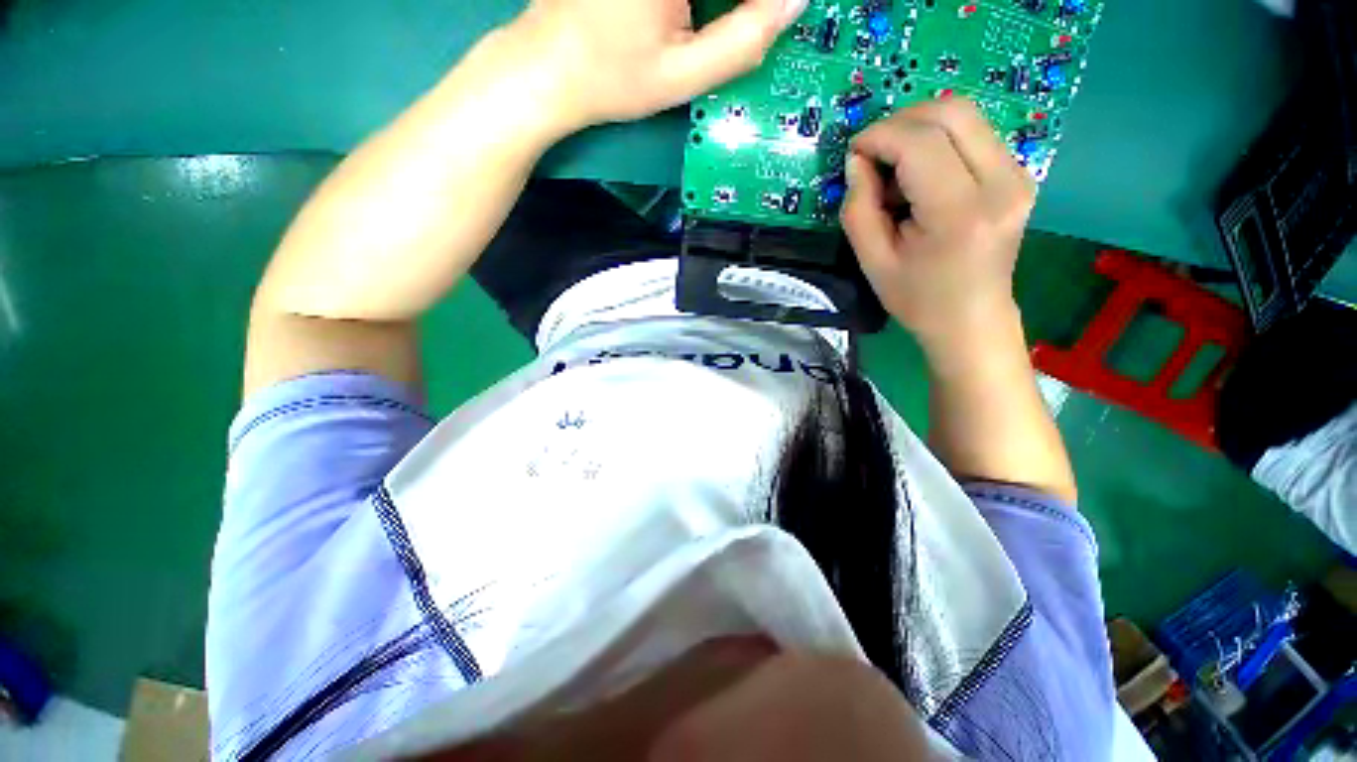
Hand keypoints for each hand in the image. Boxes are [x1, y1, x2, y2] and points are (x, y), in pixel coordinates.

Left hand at [507, 0, 806, 129]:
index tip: (775, 18)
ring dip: (725, 4)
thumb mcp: (682, 76)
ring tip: (730, 21)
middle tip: (755, 23)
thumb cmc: (611, 79)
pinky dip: (703, 1)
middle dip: (742, 4)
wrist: (546, 68)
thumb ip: (743, 42)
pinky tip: (694, 16)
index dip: (764, 3)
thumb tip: (795, 2)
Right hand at [841, 98, 1035, 354]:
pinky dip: (937, 141)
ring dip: (918, 130)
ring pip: (965, 115)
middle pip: (951, 112)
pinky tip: (919, 175)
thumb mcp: (872, 262)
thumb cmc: (917, 299)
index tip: (852, 153)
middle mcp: (1001, 182)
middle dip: (900, 121)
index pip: (920, 143)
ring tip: (893, 169)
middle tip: (871, 153)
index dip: (879, 136)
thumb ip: (858, 208)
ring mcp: (1018, 174)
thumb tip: (857, 162)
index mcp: (960, 213)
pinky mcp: (1018, 173)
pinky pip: (973, 134)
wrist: (971, 319)